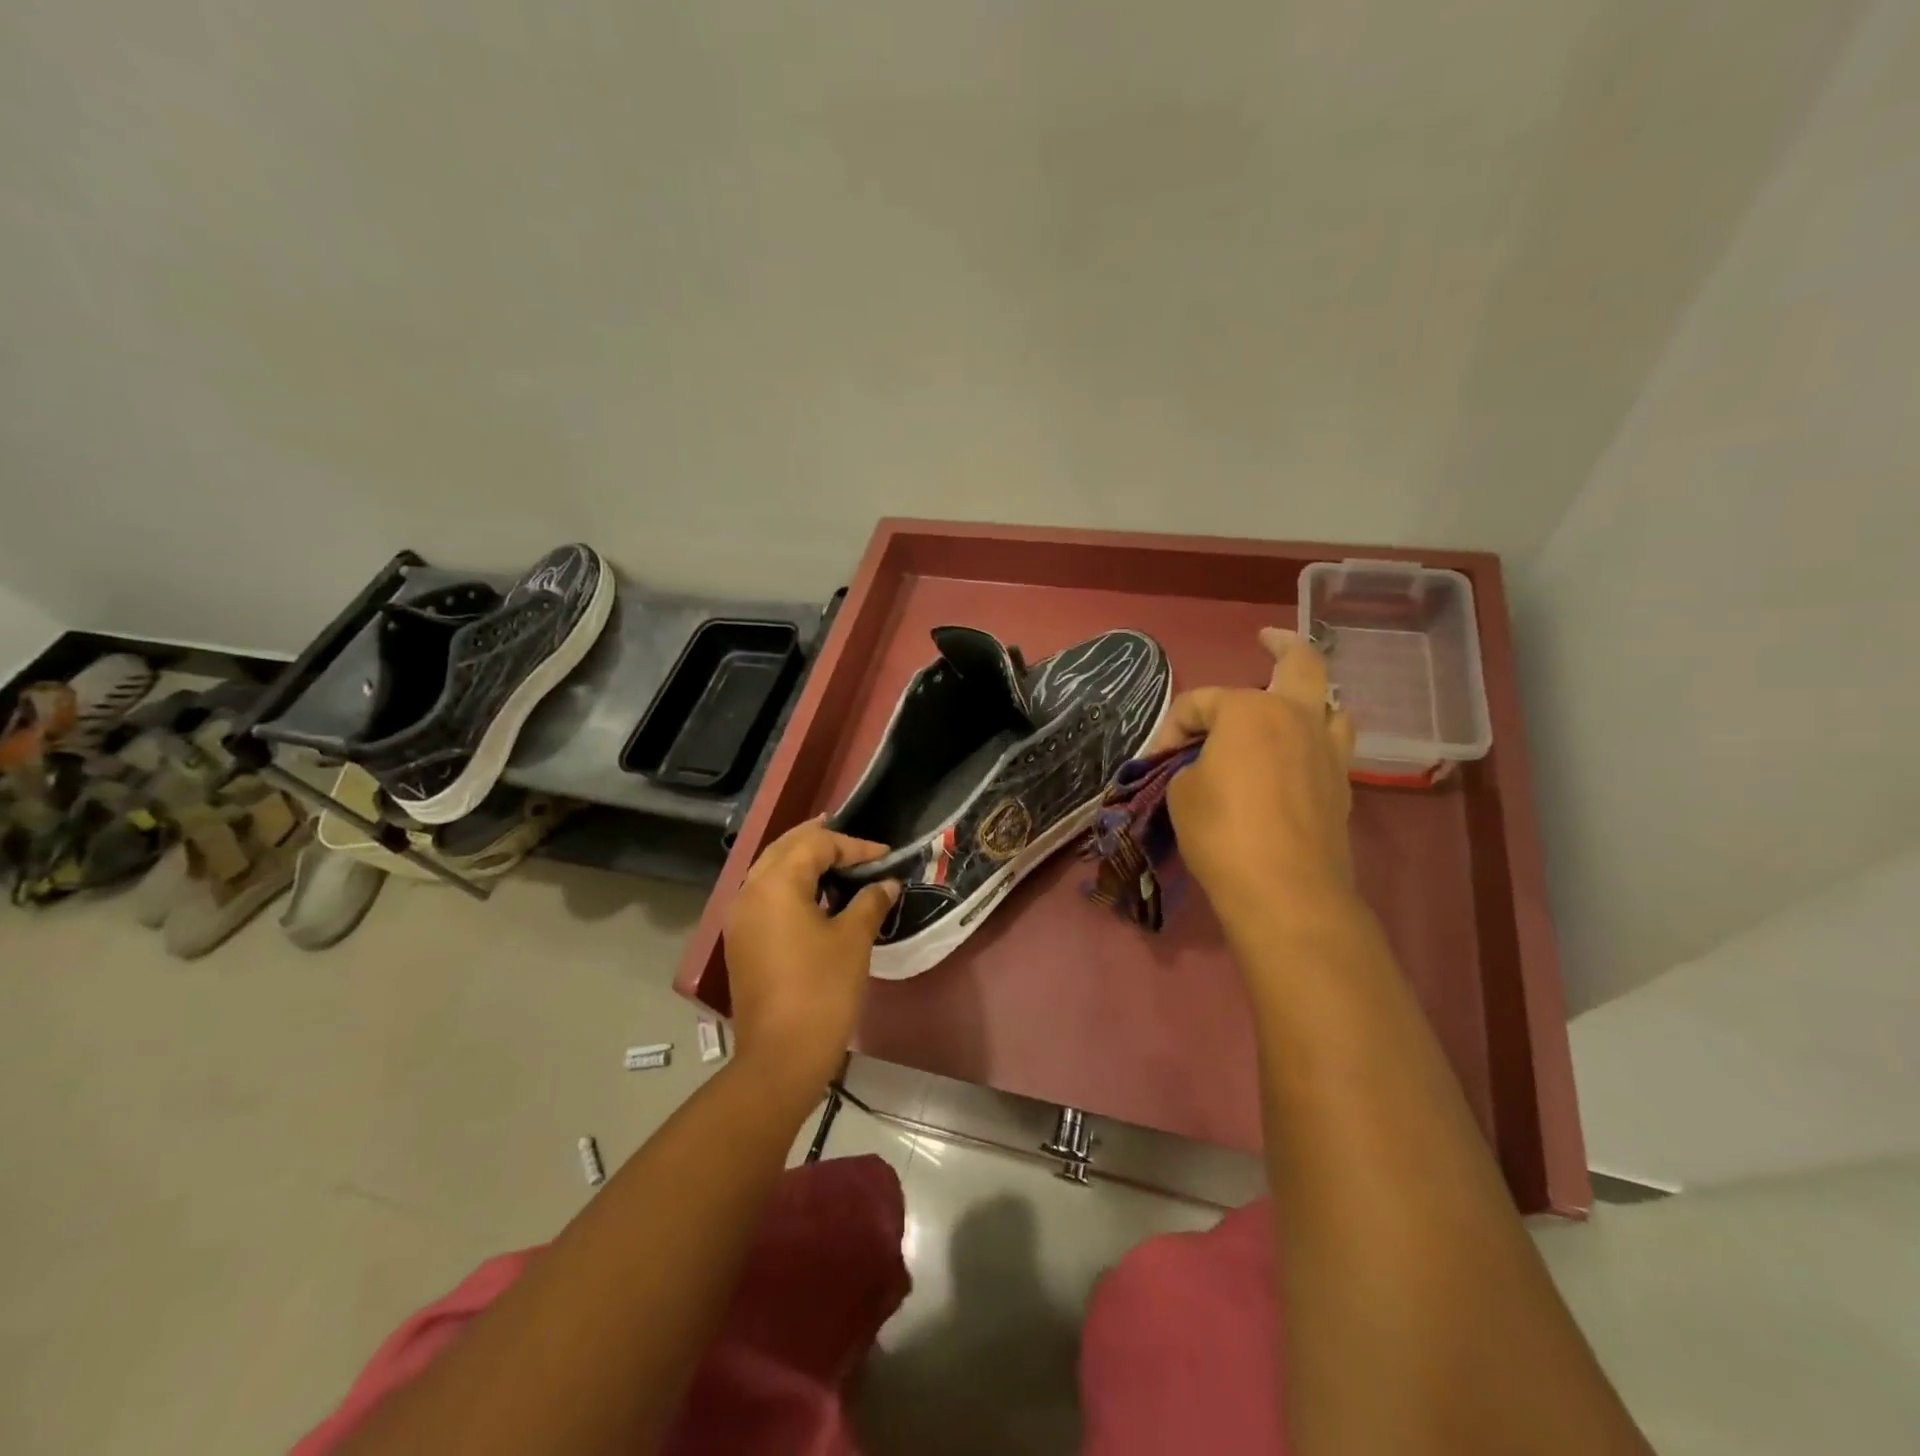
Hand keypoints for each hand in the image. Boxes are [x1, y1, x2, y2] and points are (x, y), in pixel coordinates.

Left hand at [722, 820, 900, 1096]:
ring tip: (838, 862)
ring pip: (771, 871)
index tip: (885, 856)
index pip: (816, 845)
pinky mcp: (741, 942)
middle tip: (854, 841)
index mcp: (775, 884)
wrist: (782, 1056)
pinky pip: (765, 896)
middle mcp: (749, 892)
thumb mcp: (853, 939)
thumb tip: (886, 884)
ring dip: (803, 862)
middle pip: (785, 848)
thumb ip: (870, 901)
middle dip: (820, 841)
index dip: (854, 846)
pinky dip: (791, 885)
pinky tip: (817, 897)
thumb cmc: (822, 990)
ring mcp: (740, 918)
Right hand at [1150, 628, 1356, 919]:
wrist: (1285, 890)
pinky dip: (1316, 738)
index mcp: (1251, 710)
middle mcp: (1297, 717)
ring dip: (1310, 695)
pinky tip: (1297, 753)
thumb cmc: (1222, 832)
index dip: (1171, 726)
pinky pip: (1333, 744)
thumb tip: (1203, 766)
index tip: (1154, 760)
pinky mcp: (1342, 785)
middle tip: (1266, 639)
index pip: (1200, 702)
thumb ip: (1189, 765)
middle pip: (1300, 664)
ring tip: (1289, 703)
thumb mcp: (1182, 792)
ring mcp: (1328, 750)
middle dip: (1281, 645)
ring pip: (1330, 703)